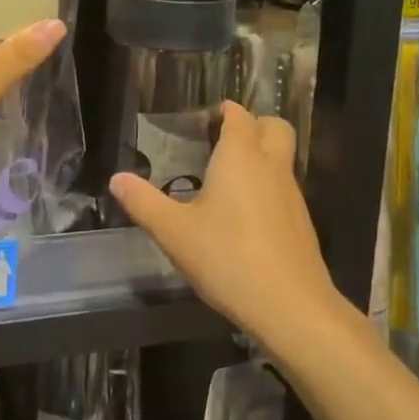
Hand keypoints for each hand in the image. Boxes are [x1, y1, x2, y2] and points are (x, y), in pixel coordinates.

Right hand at [111, 103, 343, 352]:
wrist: (291, 307)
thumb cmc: (227, 258)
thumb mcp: (173, 232)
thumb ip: (143, 202)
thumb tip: (117, 179)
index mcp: (241, 156)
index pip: (238, 114)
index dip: (222, 112)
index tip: (199, 125)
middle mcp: (271, 166)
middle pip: (274, 126)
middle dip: (252, 125)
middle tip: (221, 144)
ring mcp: (292, 194)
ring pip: (281, 159)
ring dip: (260, 158)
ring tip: (225, 182)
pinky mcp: (301, 222)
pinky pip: (284, 189)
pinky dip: (267, 189)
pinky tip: (242, 218)